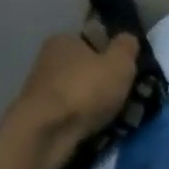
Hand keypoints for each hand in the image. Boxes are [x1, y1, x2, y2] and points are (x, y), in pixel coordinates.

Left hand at [12, 31, 139, 155]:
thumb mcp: (119, 64)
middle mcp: (48, 58)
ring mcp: (41, 87)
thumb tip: (128, 38)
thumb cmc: (86, 90)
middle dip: (102, 84)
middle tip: (124, 101)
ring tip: (112, 120)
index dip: (111, 57)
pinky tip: (95, 129)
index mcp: (64, 39)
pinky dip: (83, 120)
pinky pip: (70, 113)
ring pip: (78, 93)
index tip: (126, 76)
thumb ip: (127, 49)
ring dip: (93, 104)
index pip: (92, 43)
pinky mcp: (40, 113)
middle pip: (85, 69)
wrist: (48, 130)